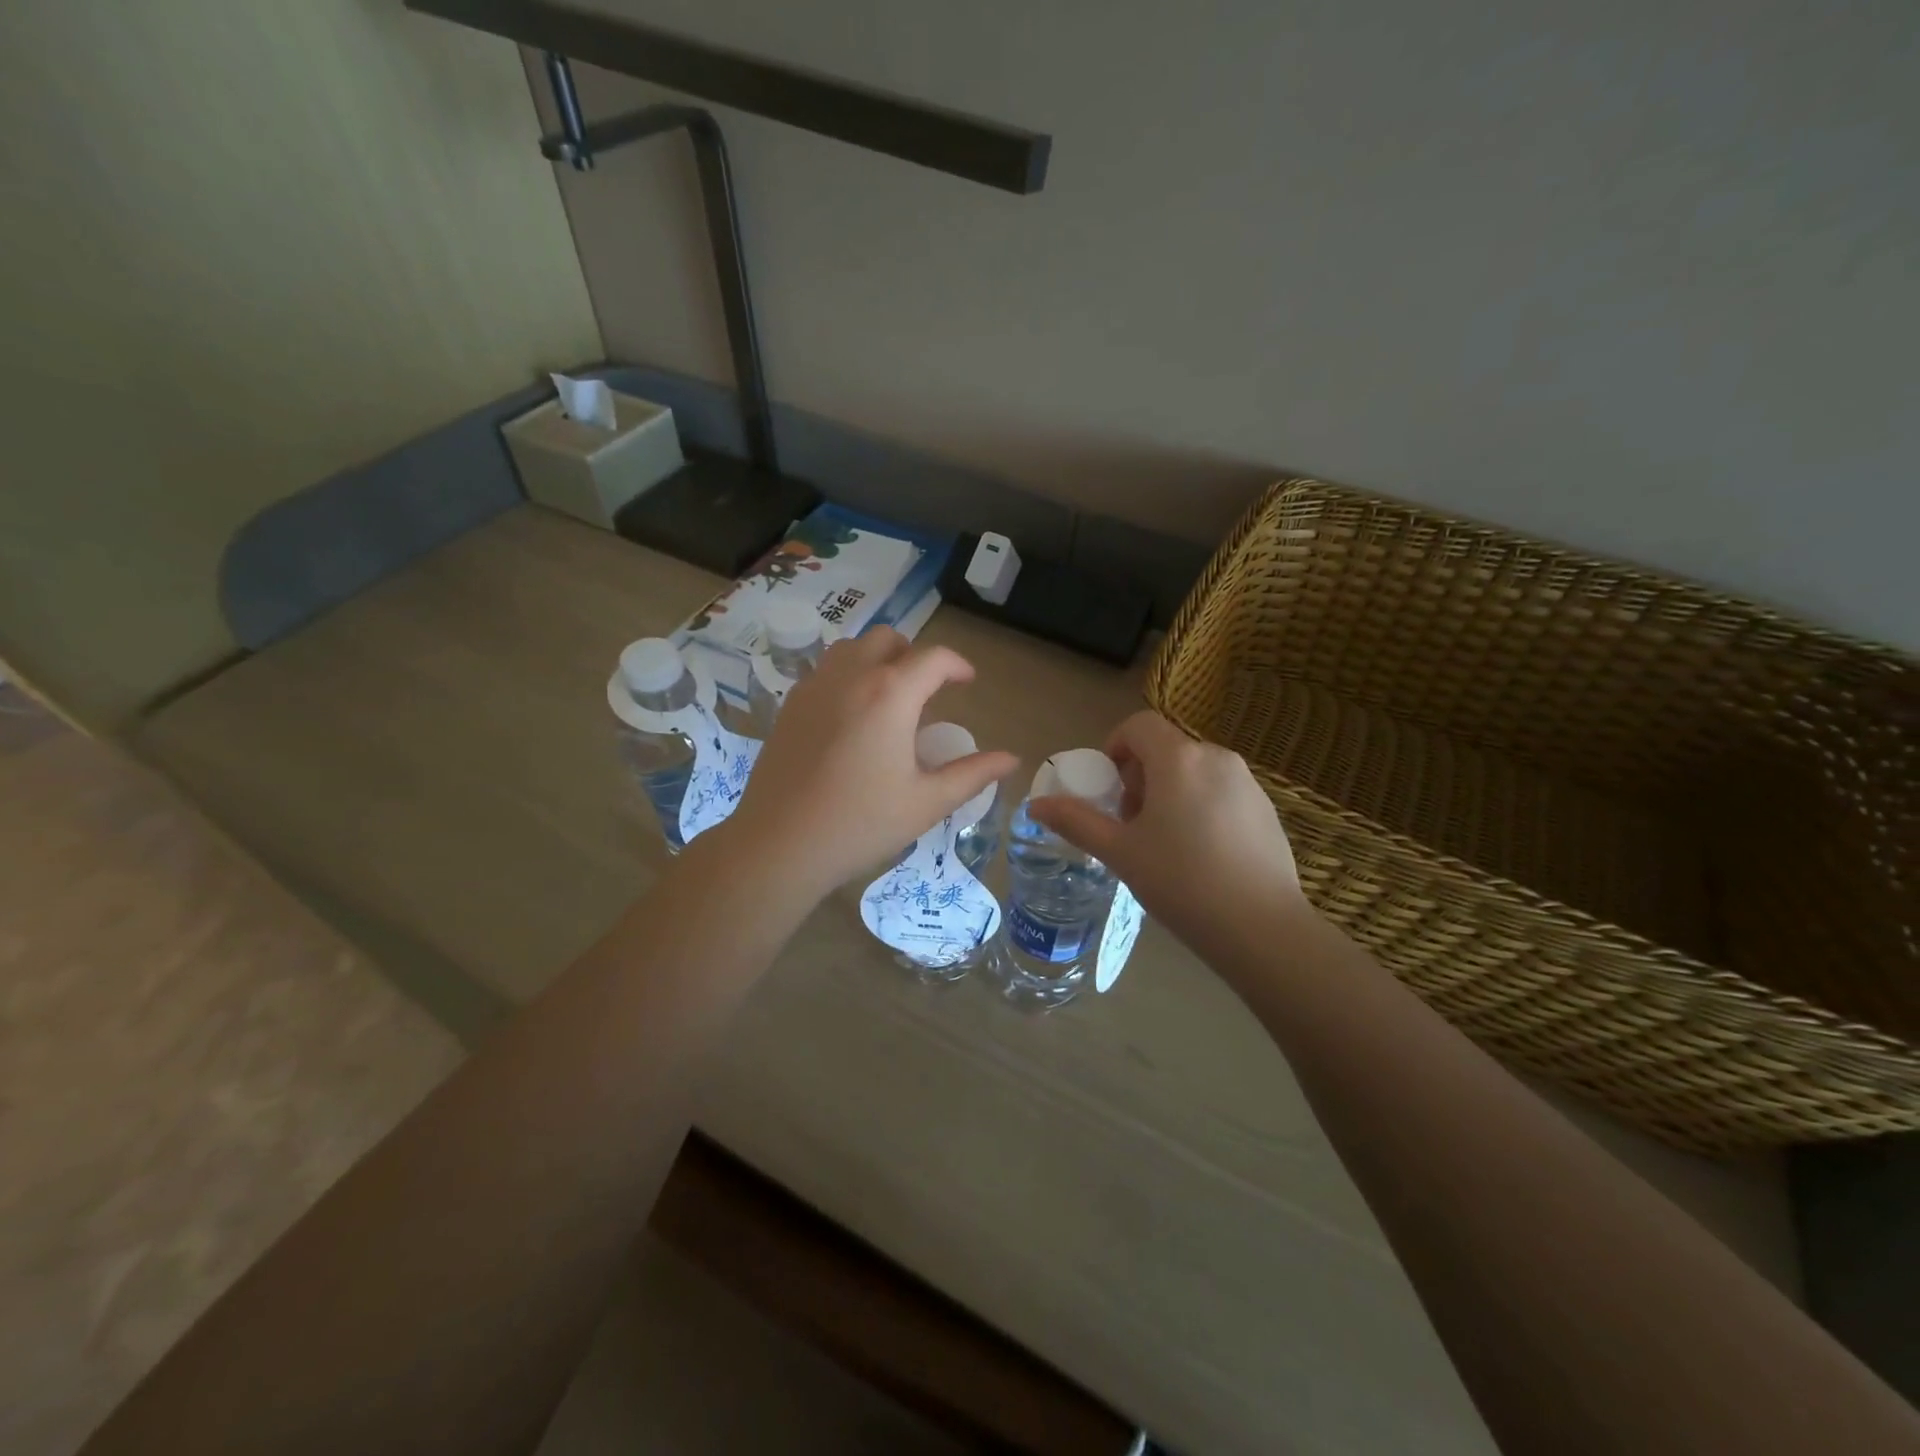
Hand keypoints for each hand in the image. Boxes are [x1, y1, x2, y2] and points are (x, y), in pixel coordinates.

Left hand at [720, 629, 1017, 900]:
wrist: (780, 844)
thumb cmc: (861, 823)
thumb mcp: (927, 802)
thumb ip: (972, 774)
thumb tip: (1011, 759)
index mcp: (891, 694)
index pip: (933, 658)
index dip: (957, 665)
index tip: (968, 682)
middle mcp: (851, 676)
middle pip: (889, 639)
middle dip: (915, 655)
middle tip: (928, 690)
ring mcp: (814, 687)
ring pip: (851, 648)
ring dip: (877, 659)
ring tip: (889, 696)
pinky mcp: (790, 705)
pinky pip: (825, 670)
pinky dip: (847, 675)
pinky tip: (851, 716)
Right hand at [1029, 710, 1306, 957]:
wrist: (1261, 929)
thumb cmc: (1181, 882)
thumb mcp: (1120, 852)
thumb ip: (1076, 821)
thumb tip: (1035, 804)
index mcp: (1178, 759)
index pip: (1139, 725)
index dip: (1115, 747)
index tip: (1109, 789)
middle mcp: (1217, 757)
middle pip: (1166, 748)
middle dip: (1140, 777)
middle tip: (1132, 824)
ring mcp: (1248, 782)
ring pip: (1195, 771)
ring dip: (1171, 792)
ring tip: (1165, 844)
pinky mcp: (1267, 809)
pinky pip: (1221, 792)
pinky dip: (1201, 807)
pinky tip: (1202, 856)